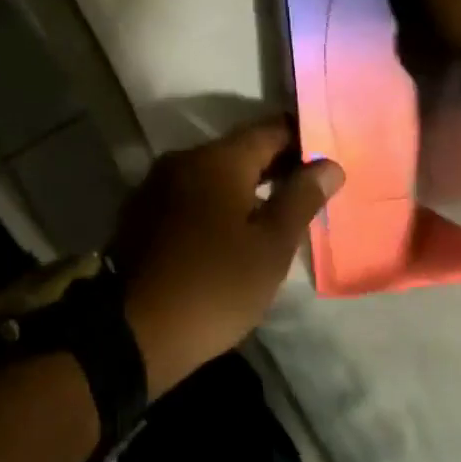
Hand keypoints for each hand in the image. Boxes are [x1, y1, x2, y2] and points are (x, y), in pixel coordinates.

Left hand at [110, 118, 343, 398]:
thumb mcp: (270, 247)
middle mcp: (186, 158)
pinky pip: (192, 193)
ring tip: (277, 211)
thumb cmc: (213, 285)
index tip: (327, 156)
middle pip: (241, 149)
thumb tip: (329, 164)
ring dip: (246, 185)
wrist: (130, 332)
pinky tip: (232, 229)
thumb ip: (301, 199)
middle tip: (310, 188)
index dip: (302, 139)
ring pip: (215, 172)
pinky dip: (218, 201)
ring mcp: (159, 183)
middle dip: (276, 164)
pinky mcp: (144, 211)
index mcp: (219, 158)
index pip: (271, 129)